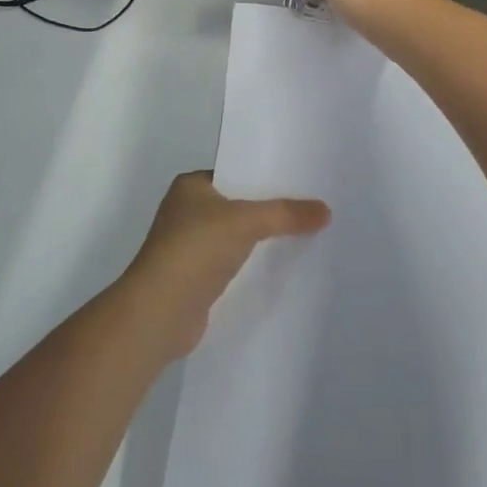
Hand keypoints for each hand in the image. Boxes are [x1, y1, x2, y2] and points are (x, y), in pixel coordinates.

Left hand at [121, 171, 330, 357]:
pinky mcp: (197, 279)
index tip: (301, 181)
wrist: (159, 312)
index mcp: (190, 186)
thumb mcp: (245, 222)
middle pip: (238, 205)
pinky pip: (233, 264)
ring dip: (262, 239)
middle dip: (269, 209)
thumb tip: (326, 210)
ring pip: (237, 236)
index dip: (266, 177)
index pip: (235, 173)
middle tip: (311, 208)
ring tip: (306, 236)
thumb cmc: (195, 250)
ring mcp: (190, 247)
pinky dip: (253, 265)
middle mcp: (187, 211)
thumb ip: (285, 214)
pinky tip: (282, 268)